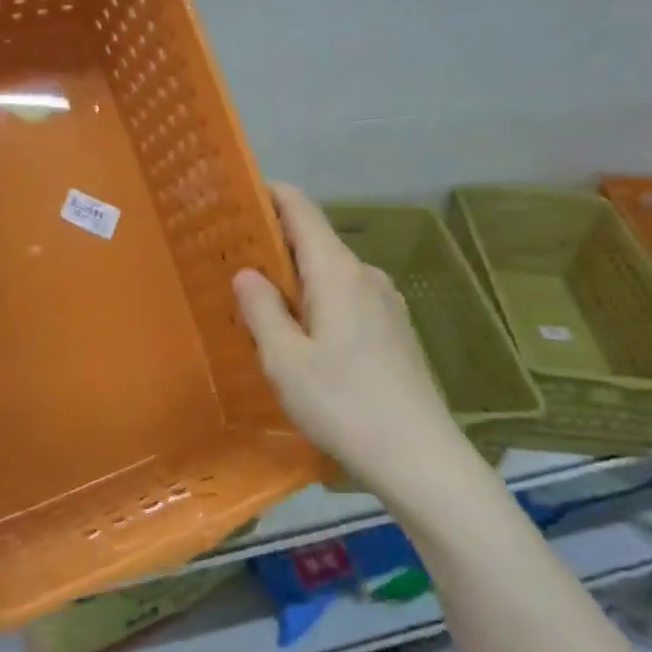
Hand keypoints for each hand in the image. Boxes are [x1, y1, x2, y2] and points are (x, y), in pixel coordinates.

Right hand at [233, 183, 463, 494]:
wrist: (420, 457)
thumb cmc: (344, 404)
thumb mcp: (285, 361)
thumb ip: (262, 310)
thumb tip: (247, 273)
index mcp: (338, 272)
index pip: (301, 209)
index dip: (269, 194)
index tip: (236, 195)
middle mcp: (365, 276)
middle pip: (314, 242)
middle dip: (273, 245)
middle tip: (230, 263)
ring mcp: (386, 303)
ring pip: (330, 276)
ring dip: (295, 281)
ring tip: (260, 308)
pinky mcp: (395, 332)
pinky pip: (347, 301)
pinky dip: (317, 304)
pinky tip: (302, 341)